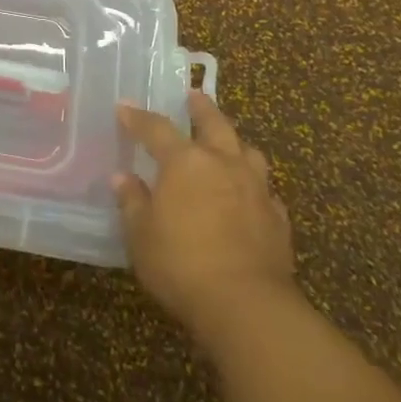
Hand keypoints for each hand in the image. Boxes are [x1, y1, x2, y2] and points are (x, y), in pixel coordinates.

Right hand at [115, 92, 296, 342]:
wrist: (247, 305)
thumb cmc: (182, 264)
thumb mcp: (141, 235)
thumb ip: (132, 202)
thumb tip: (123, 178)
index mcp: (185, 161)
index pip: (156, 128)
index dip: (138, 117)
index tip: (125, 108)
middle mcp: (223, 163)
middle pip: (214, 123)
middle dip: (201, 108)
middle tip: (194, 96)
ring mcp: (256, 188)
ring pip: (248, 151)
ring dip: (235, 142)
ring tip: (227, 142)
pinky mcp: (278, 218)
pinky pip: (265, 190)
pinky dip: (254, 185)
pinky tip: (249, 195)